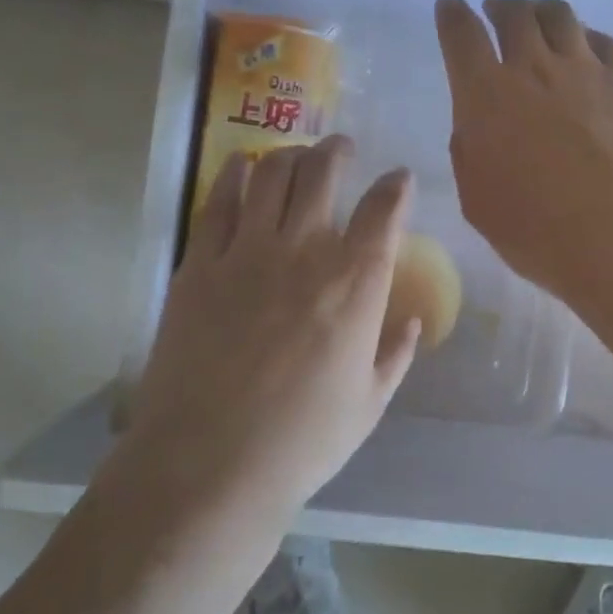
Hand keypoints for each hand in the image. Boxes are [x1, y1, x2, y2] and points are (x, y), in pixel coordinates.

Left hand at [125, 135, 420, 513]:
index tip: (399, 179)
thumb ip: (396, 355)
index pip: (384, 210)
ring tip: (297, 154)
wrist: (209, 465)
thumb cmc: (303, 441)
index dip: (396, 186)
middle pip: (325, 173)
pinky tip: (241, 167)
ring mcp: (248, 253)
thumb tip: (412, 321)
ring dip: (291, 155)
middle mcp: (306, 251)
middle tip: (342, 148)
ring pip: (272, 175)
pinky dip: (234, 175)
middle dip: (338, 151)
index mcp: (357, 283)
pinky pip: (218, 202)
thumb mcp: (370, 404)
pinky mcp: (200, 265)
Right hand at [436, 0, 612, 298]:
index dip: (452, 15)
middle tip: (496, 11)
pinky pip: (604, 42)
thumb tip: (478, 126)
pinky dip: (586, 38)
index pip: (462, 35)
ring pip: (561, 16)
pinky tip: (586, 47)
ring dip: (541, 10)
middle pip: (514, 13)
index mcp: (486, 95)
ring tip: (538, 18)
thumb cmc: (535, 229)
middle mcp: (535, 68)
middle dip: (499, 6)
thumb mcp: (477, 198)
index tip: (450, 7)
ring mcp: (587, 69)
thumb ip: (470, 151)